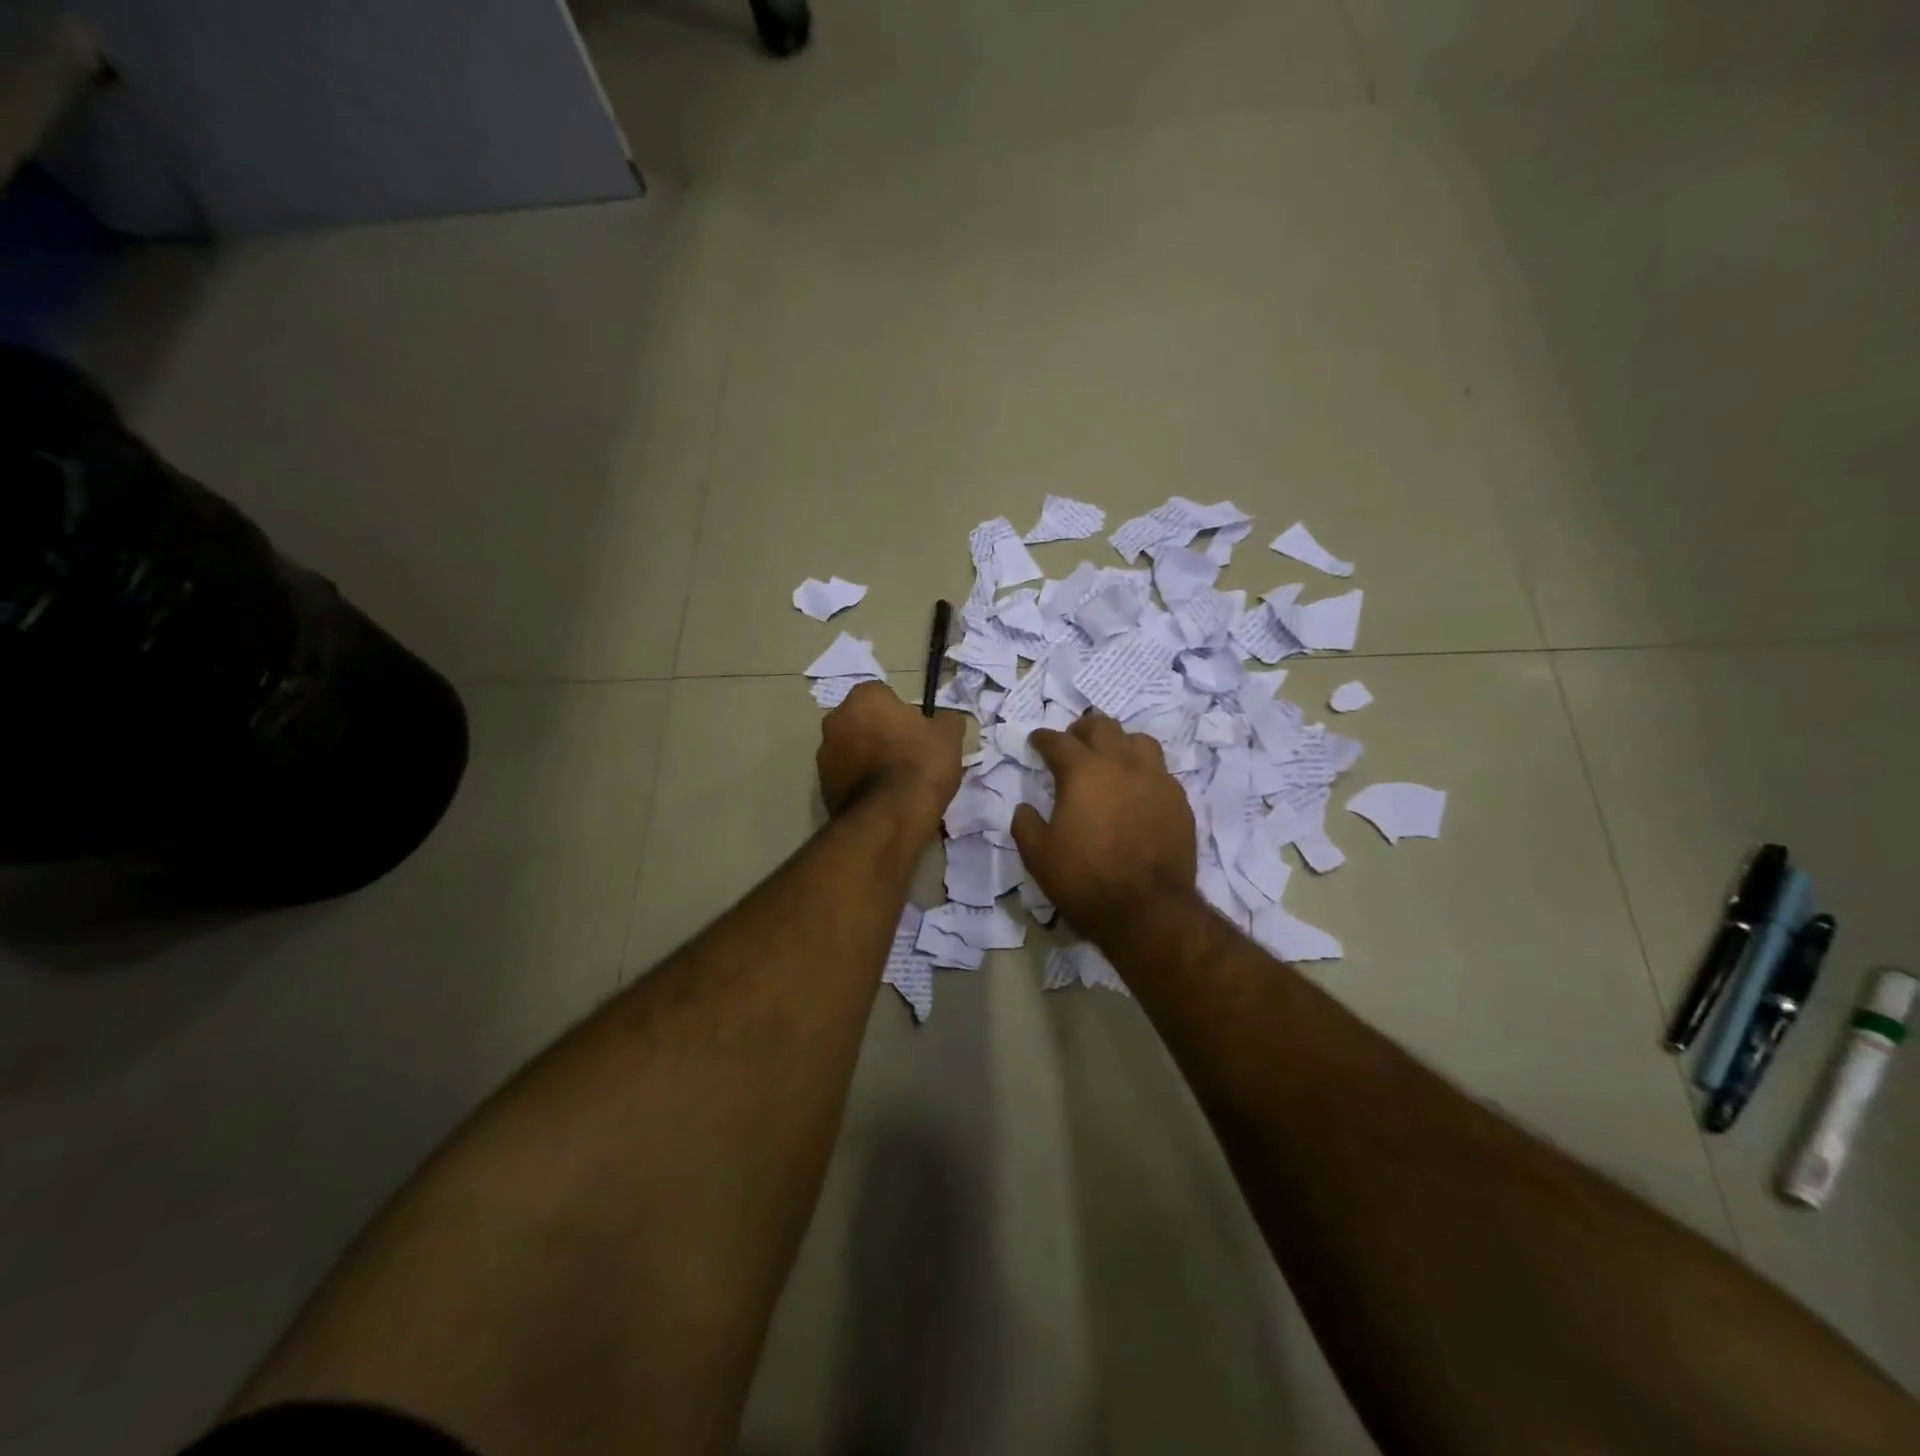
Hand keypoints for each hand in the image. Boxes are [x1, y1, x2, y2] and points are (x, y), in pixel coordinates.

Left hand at [817, 682, 964, 833]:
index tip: (917, 733)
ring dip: (867, 757)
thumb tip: (945, 719)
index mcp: (864, 698)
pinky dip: (859, 782)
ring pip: (852, 748)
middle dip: (880, 732)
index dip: (902, 714)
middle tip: (907, 755)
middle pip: (863, 720)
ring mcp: (824, 754)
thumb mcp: (949, 736)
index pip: (884, 695)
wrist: (890, 818)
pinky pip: (846, 775)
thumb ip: (946, 720)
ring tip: (894, 781)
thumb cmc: (920, 766)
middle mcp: (836, 719)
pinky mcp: (822, 785)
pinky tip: (881, 799)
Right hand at [1011, 711, 1197, 940]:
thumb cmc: (1084, 879)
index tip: (1036, 742)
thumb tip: (1025, 808)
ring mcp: (1156, 780)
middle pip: (1102, 726)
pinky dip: (1144, 774)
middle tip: (1073, 743)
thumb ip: (1025, 824)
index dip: (1043, 739)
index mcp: (1082, 771)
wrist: (1147, 911)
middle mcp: (1121, 764)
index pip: (1058, 741)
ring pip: (1139, 741)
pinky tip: (1138, 793)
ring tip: (1111, 761)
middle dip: (1083, 730)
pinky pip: (1161, 773)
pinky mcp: (1179, 801)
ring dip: (1120, 744)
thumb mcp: (1038, 856)